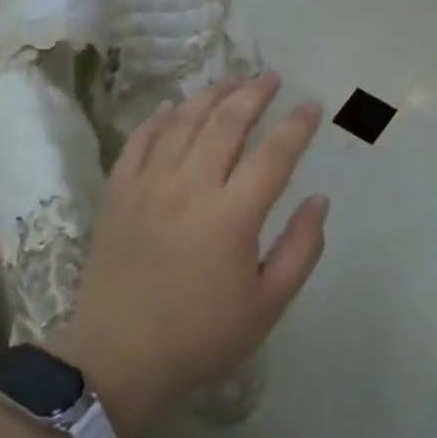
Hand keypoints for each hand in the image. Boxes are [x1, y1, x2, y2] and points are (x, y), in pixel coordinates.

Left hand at [50, 72, 328, 437]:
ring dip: (211, 95)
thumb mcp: (267, 305)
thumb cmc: (200, 336)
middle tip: (271, 77)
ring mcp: (148, 185)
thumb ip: (301, 249)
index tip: (312, 106)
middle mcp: (190, 187)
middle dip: (254, 93)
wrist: (117, 360)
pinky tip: (172, 107)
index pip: (274, 154)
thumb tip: (319, 200)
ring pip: (183, 122)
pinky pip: (139, 141)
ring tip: (231, 81)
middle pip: (227, 123)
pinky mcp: (118, 193)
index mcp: (232, 216)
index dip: (297, 126)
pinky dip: (159, 118)